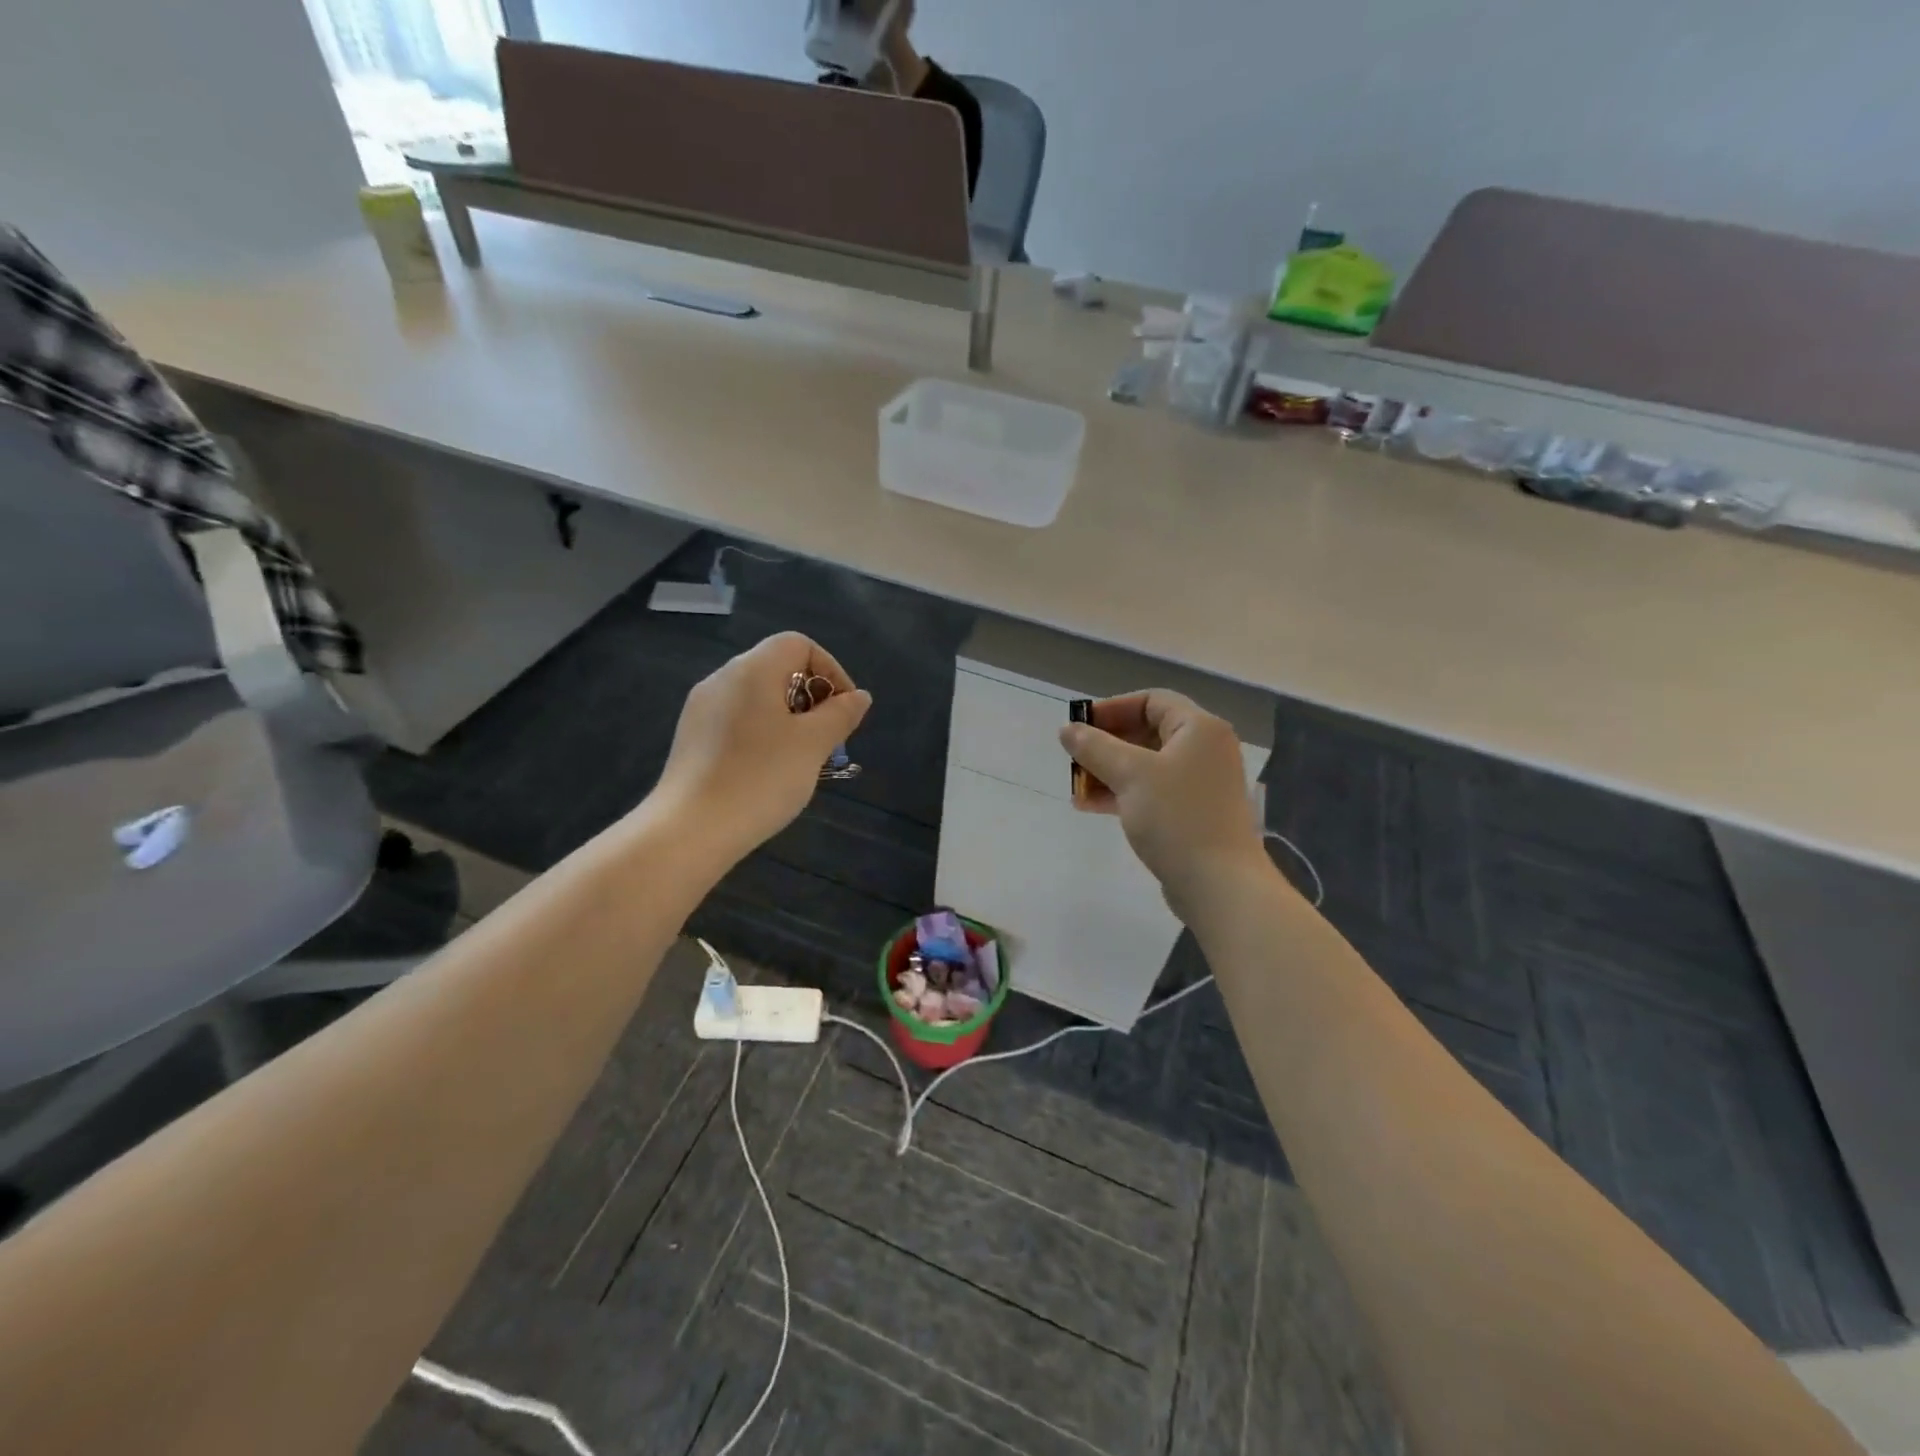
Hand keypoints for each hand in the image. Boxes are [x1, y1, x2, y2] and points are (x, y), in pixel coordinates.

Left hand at [655, 633, 871, 859]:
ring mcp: (702, 709)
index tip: (844, 711)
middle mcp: (722, 679)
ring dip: (789, 719)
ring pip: (758, 698)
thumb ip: (840, 714)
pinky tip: (768, 772)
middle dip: (812, 698)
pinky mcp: (692, 738)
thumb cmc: (761, 778)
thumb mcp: (813, 744)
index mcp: (752, 669)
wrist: (691, 830)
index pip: (799, 645)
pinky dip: (763, 734)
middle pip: (778, 669)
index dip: (830, 670)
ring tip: (803, 759)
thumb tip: (859, 696)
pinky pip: (738, 721)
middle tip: (828, 739)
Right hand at [1059, 691, 1269, 915]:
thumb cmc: (1176, 818)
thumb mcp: (1130, 775)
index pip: (1151, 701)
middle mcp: (1205, 750)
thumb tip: (1067, 729)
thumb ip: (1095, 747)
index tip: (1080, 726)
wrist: (1219, 884)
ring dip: (1109, 772)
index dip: (1112, 709)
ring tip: (1076, 788)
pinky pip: (1153, 792)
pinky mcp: (1193, 813)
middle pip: (1148, 733)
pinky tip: (1091, 806)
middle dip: (1106, 745)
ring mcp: (1201, 783)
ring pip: (1147, 765)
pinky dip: (1123, 793)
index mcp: (1199, 728)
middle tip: (1074, 758)